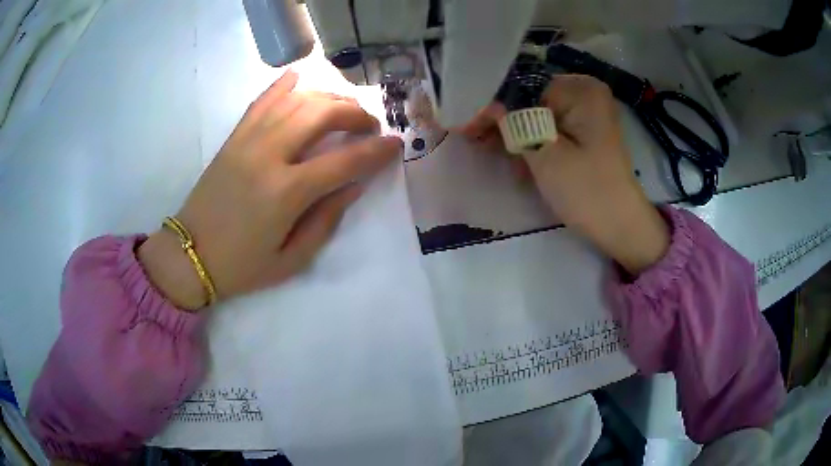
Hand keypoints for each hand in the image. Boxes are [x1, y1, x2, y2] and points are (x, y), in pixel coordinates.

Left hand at [138, 71, 401, 309]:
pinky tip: (298, 78)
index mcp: (285, 193)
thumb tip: (353, 186)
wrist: (189, 255)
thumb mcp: (291, 259)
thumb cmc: (241, 265)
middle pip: (321, 114)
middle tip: (370, 125)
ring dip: (327, 97)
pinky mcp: (233, 138)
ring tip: (344, 107)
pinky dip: (282, 85)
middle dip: (354, 113)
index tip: (395, 144)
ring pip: (295, 100)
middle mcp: (268, 156)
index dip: (376, 151)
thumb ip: (326, 220)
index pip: (343, 161)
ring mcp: (247, 141)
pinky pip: (261, 101)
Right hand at [462, 75, 668, 274]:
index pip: (523, 88)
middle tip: (471, 137)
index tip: (467, 127)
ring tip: (485, 147)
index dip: (493, 106)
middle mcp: (585, 92)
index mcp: (580, 89)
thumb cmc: (586, 190)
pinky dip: (531, 140)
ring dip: (514, 131)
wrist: (621, 227)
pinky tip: (512, 156)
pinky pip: (550, 127)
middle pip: (530, 99)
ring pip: (537, 114)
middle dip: (502, 119)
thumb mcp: (544, 154)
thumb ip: (511, 122)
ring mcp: (587, 113)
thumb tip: (483, 104)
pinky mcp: (585, 132)